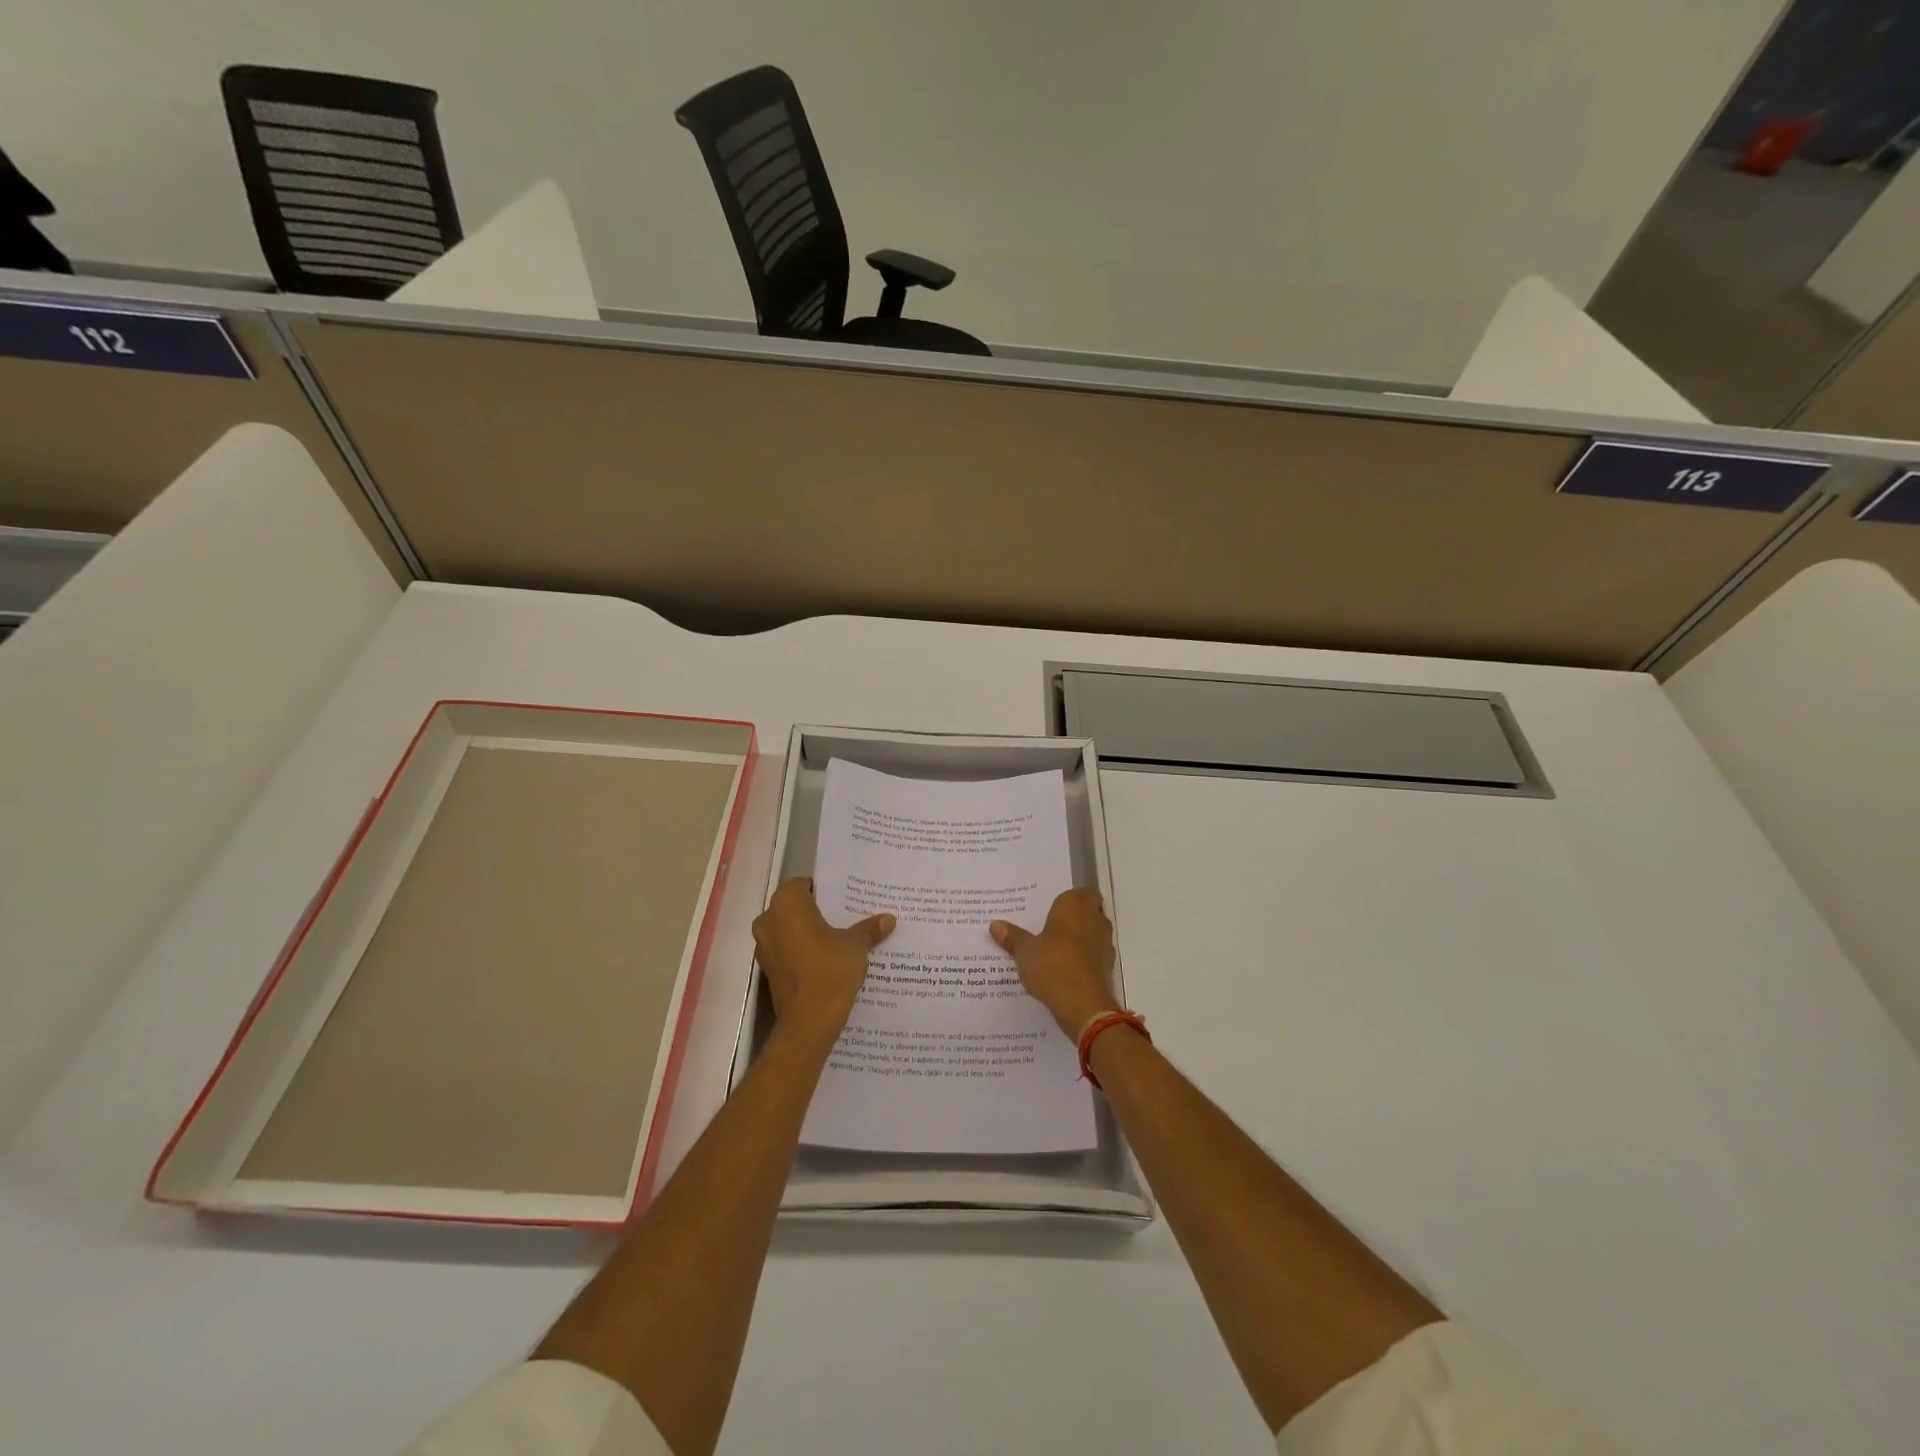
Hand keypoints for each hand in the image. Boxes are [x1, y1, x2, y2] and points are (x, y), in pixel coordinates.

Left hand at [752, 878, 894, 1038]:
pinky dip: (803, 952)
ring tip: (840, 939)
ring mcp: (764, 946)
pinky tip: (827, 960)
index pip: (806, 884)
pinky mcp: (767, 969)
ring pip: (790, 930)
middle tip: (848, 917)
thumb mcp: (856, 946)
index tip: (846, 900)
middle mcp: (769, 919)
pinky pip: (787, 951)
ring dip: (810, 933)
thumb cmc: (830, 970)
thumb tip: (888, 918)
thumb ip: (869, 928)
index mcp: (787, 903)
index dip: (827, 891)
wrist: (808, 1022)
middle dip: (819, 912)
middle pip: (797, 907)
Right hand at [991, 888, 1120, 1037]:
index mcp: (1074, 905)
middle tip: (1049, 927)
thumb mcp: (1025, 952)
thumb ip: (1012, 937)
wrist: (1083, 1005)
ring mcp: (1104, 943)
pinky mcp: (1107, 966)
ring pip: (1093, 933)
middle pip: (1088, 911)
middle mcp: (1094, 919)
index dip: (1069, 900)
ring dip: (1080, 939)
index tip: (1052, 909)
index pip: (1080, 892)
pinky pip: (1094, 955)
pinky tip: (1065, 969)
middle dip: (1073, 918)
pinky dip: (1083, 958)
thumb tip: (995, 924)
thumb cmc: (1052, 966)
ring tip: (1054, 949)